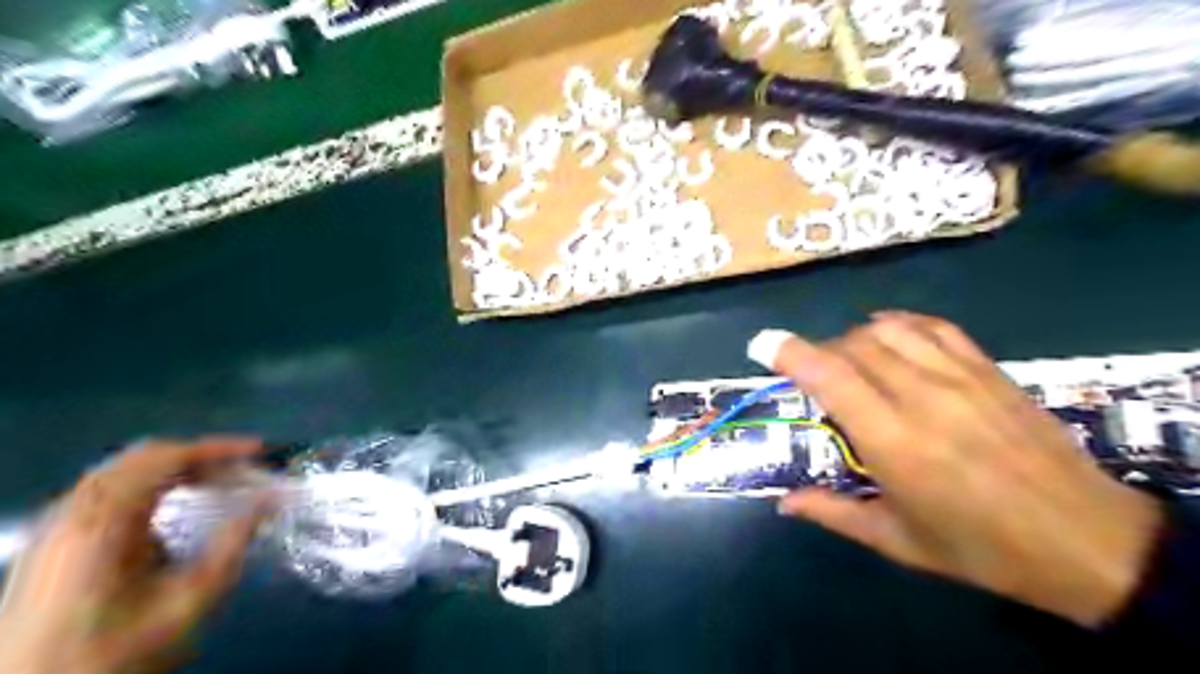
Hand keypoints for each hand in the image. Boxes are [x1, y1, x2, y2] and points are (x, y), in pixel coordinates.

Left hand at [0, 436, 271, 673]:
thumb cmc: (119, 651)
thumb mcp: (191, 600)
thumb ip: (234, 542)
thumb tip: (271, 499)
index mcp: (102, 522)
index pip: (165, 458)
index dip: (218, 448)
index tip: (260, 452)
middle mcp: (72, 514)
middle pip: (140, 458)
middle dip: (198, 455)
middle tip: (242, 467)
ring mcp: (55, 529)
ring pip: (121, 473)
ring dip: (173, 469)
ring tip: (217, 481)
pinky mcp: (51, 546)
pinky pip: (104, 493)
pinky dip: (147, 485)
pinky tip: (171, 505)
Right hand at [757, 311, 1161, 625]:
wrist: (1086, 540)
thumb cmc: (981, 548)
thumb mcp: (898, 541)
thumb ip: (833, 513)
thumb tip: (784, 502)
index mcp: (894, 442)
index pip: (831, 377)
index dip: (790, 352)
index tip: (761, 344)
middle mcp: (922, 398)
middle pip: (853, 346)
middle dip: (819, 352)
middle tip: (811, 377)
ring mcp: (960, 377)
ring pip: (889, 330)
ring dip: (855, 337)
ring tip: (850, 360)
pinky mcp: (988, 370)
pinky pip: (934, 327)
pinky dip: (901, 323)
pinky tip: (890, 333)